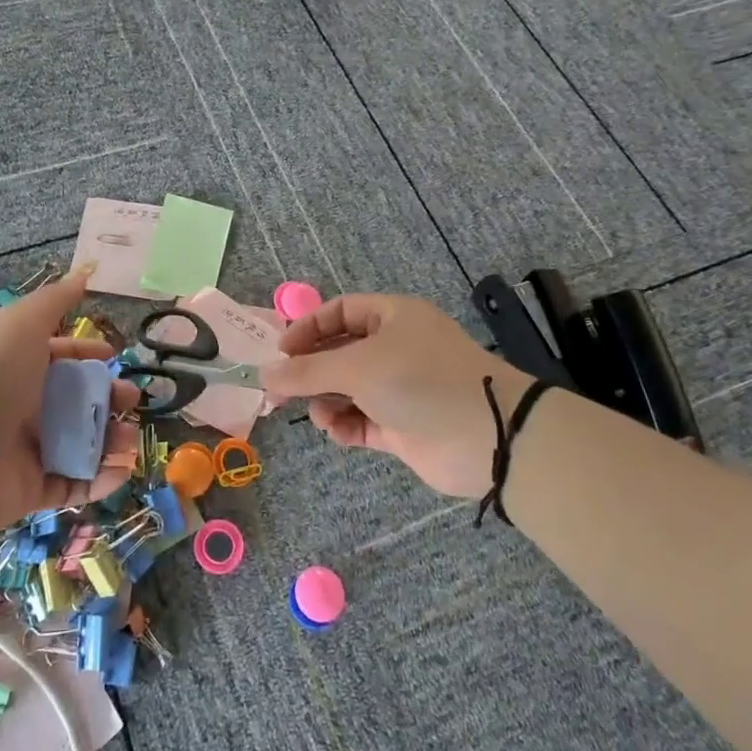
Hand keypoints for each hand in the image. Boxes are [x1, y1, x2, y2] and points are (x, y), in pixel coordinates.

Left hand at [0, 266, 140, 536]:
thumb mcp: (23, 322)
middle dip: (109, 398)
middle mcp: (23, 407)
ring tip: (130, 439)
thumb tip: (84, 273)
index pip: (61, 357)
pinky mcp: (31, 491)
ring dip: (111, 441)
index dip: (88, 354)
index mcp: (19, 366)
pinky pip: (74, 484)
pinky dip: (101, 480)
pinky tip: (121, 469)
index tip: (115, 356)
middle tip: (130, 401)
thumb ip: (56, 299)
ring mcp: (27, 451)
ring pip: (81, 443)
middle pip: (76, 401)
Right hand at [259, 294, 524, 499]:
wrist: (488, 438)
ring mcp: (400, 388)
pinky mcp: (403, 425)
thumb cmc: (420, 381)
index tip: (280, 352)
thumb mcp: (358, 367)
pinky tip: (338, 431)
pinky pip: (362, 420)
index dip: (307, 329)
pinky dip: (346, 425)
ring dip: (326, 401)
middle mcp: (395, 348)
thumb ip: (307, 371)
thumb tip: (264, 373)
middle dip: (310, 371)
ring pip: (347, 389)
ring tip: (319, 414)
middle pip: (339, 353)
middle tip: (279, 392)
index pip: (339, 312)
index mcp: (392, 317)